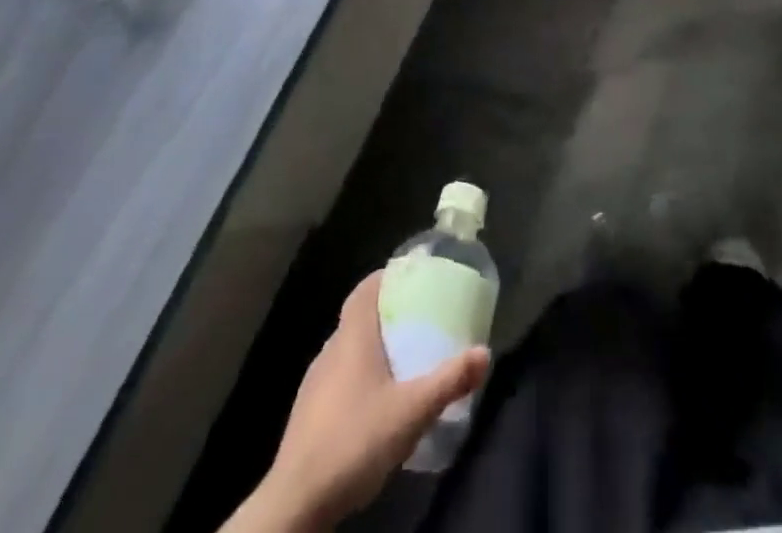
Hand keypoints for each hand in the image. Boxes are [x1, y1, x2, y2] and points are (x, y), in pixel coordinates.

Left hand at [243, 271, 489, 530]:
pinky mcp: (308, 414)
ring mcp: (315, 383)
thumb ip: (449, 380)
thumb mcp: (411, 411)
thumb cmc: (355, 440)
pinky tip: (377, 402)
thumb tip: (485, 353)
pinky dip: (360, 376)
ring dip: (374, 347)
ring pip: (349, 349)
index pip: (366, 289)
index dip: (387, 277)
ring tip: (404, 358)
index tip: (413, 277)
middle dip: (389, 313)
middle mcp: (330, 350)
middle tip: (420, 318)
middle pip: (360, 317)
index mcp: (352, 337)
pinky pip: (339, 378)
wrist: (296, 503)